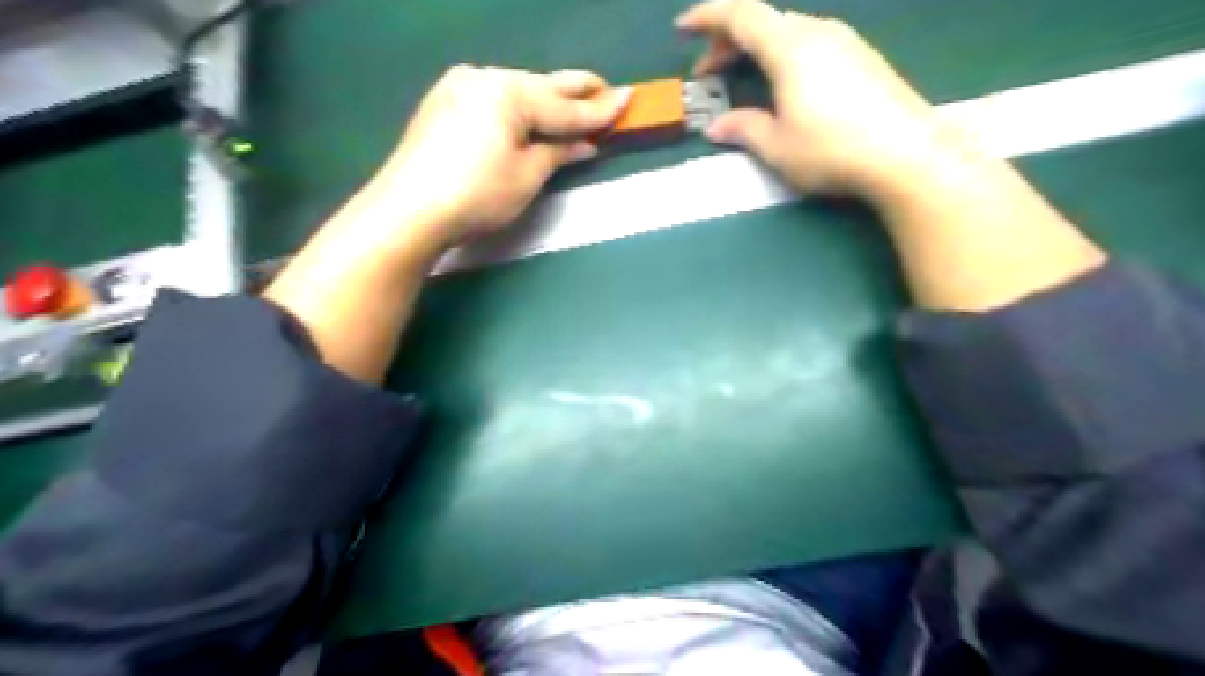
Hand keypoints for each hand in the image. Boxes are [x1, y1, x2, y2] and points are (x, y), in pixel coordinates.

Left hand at [367, 63, 630, 251]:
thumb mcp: (527, 176)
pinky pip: (492, 99)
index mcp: (509, 93)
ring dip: (544, 100)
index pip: (564, 106)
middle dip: (574, 91)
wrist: (409, 210)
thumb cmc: (477, 195)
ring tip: (571, 105)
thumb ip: (558, 152)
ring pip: (515, 91)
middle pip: (540, 87)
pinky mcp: (443, 104)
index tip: (629, 99)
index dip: (599, 109)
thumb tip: (586, 144)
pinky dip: (516, 108)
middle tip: (606, 89)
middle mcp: (484, 78)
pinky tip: (527, 115)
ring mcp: (458, 88)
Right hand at [676, 0, 961, 196]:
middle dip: (729, 42)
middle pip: (764, 22)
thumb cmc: (831, 149)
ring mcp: (846, 42)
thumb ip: (743, 129)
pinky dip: (785, 56)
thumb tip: (716, 127)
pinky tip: (785, 87)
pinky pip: (812, 44)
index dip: (707, 17)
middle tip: (709, 73)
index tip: (682, 29)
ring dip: (758, 50)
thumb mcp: (777, 146)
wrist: (907, 155)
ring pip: (790, 32)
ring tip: (744, 80)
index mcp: (790, 47)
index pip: (740, 15)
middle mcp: (818, 32)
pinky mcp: (864, 58)